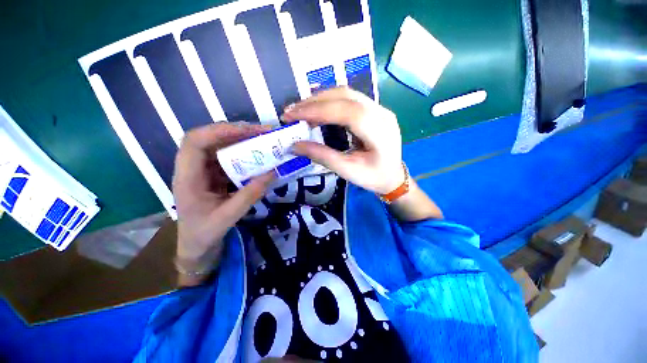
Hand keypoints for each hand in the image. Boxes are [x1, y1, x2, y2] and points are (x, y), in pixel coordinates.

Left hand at [172, 122, 274, 282]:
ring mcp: (204, 170)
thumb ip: (250, 195)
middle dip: (236, 132)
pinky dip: (244, 153)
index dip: (219, 131)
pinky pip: (229, 158)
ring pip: (220, 146)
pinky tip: (259, 156)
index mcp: (187, 178)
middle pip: (209, 138)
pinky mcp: (214, 174)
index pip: (194, 142)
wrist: (196, 246)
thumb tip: (273, 172)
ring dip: (242, 141)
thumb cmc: (204, 233)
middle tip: (262, 133)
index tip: (248, 132)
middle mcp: (192, 168)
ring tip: (264, 140)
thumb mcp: (228, 217)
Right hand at [282, 87, 405, 194]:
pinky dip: (329, 101)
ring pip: (346, 93)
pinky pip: (349, 98)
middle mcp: (381, 113)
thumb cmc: (373, 177)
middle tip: (291, 111)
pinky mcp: (373, 110)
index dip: (317, 110)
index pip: (346, 111)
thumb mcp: (347, 171)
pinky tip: (317, 109)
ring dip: (320, 99)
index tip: (291, 115)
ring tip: (300, 110)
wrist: (393, 177)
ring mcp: (379, 108)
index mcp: (379, 131)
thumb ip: (321, 156)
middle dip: (314, 102)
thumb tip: (294, 145)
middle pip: (345, 96)